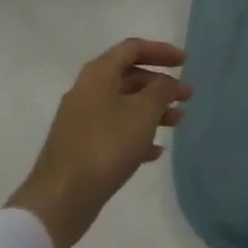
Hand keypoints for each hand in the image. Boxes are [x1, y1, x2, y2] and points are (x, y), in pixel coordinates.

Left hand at [7, 39, 191, 247]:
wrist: (60, 199)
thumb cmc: (106, 145)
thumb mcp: (143, 112)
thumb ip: (161, 90)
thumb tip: (167, 83)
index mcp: (98, 74)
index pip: (133, 48)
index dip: (162, 51)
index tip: (185, 62)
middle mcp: (88, 91)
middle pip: (130, 76)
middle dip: (161, 85)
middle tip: (187, 97)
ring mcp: (82, 120)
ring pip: (125, 105)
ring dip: (153, 110)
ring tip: (177, 122)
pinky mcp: (82, 147)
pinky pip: (116, 130)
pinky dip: (138, 134)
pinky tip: (156, 151)